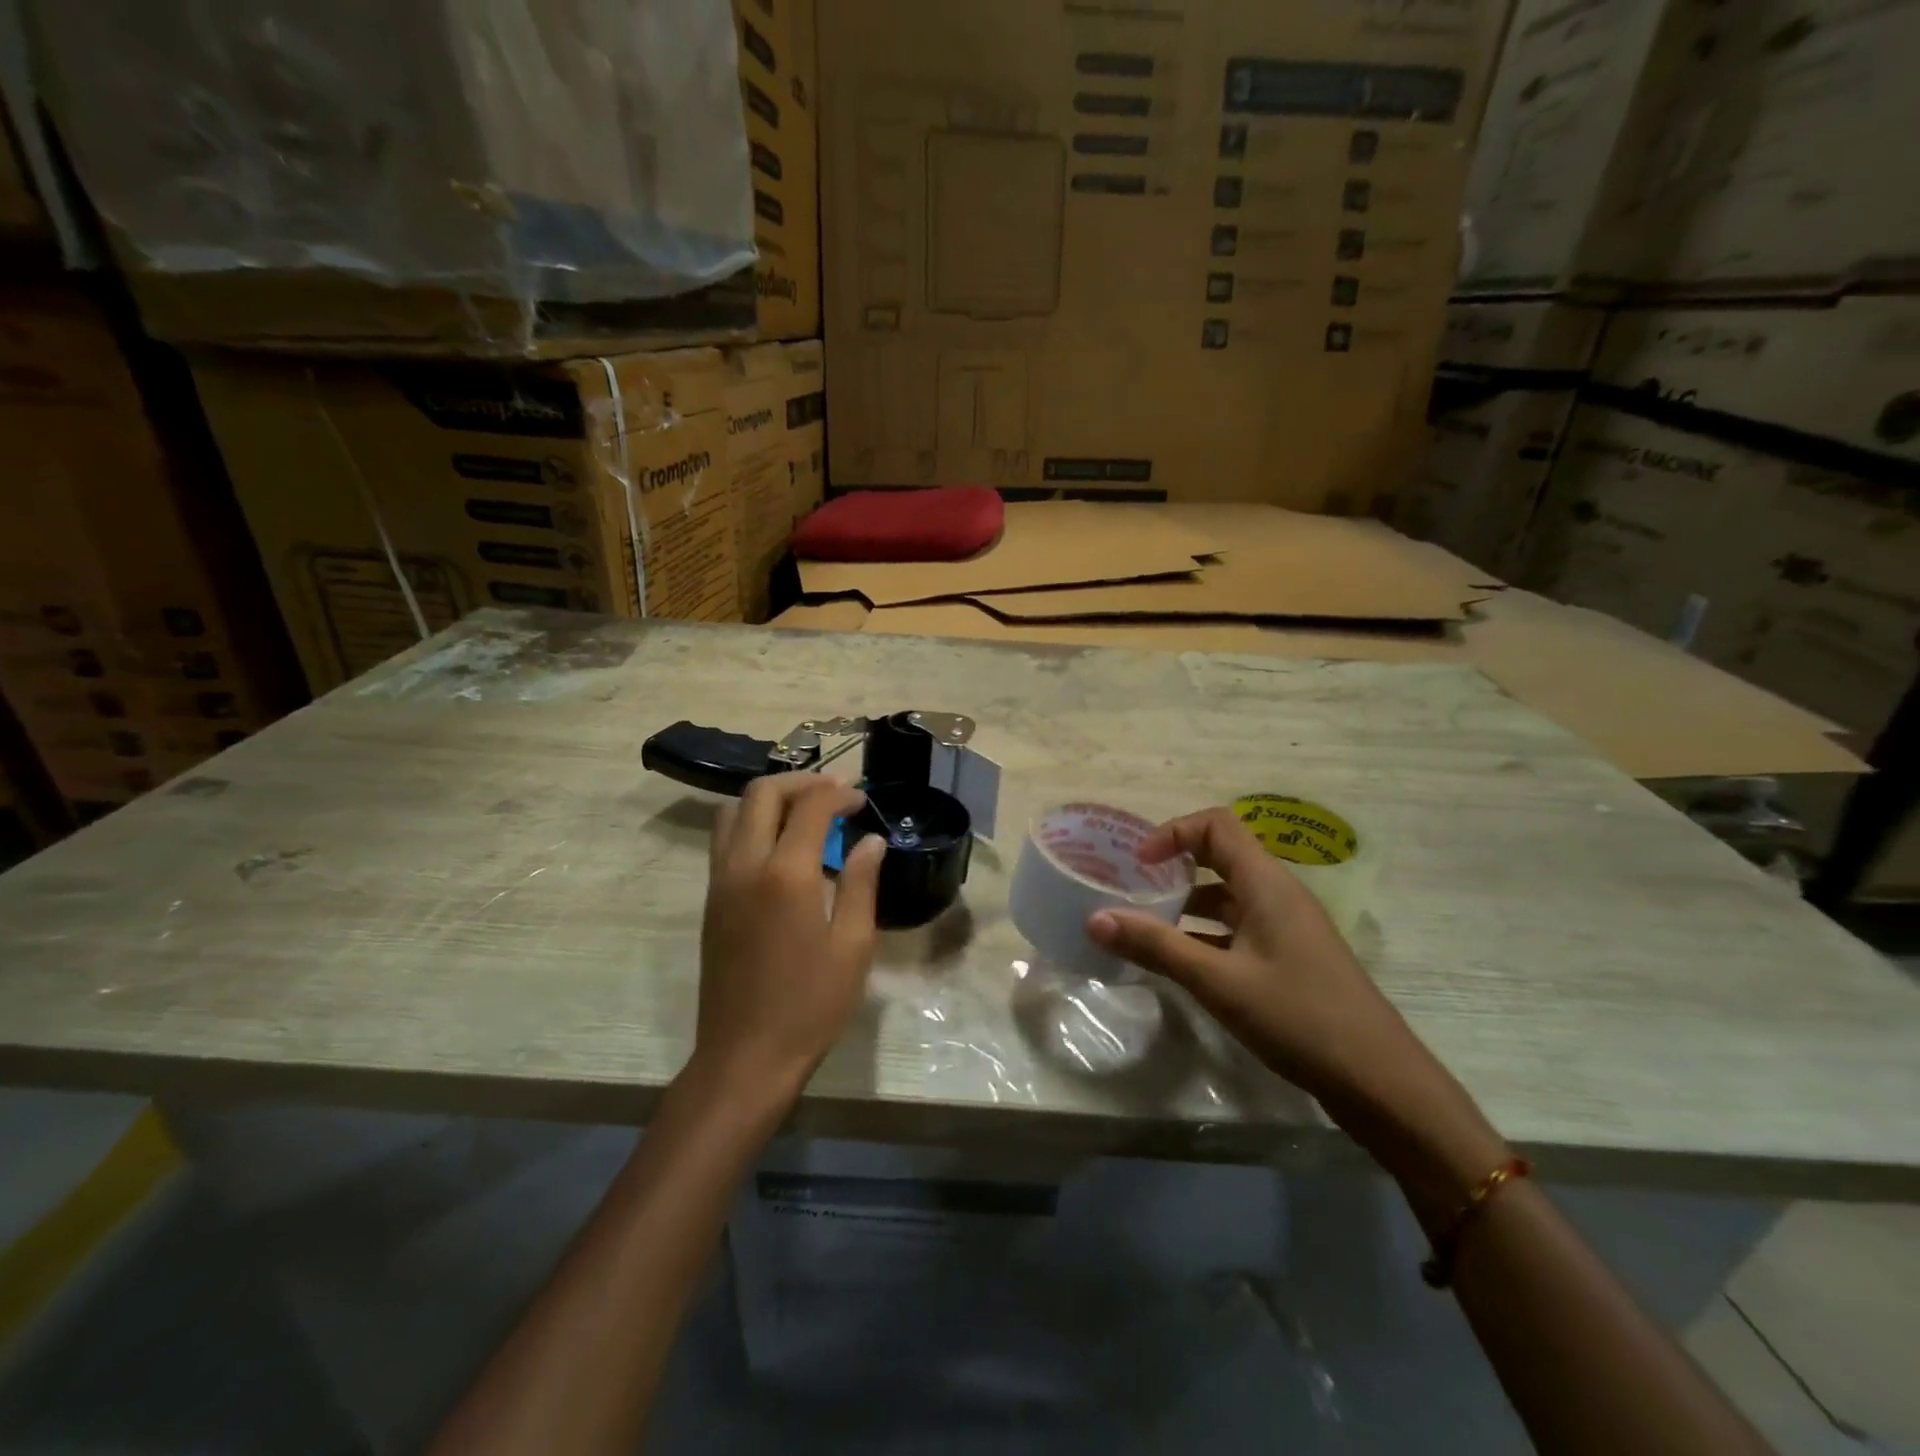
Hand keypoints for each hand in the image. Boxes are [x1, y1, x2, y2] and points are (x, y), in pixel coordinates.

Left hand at [692, 775, 884, 1107]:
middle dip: (800, 782)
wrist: (745, 1056)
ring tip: (805, 812)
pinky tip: (781, 846)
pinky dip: (752, 822)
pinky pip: (725, 839)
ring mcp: (720, 882)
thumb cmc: (810, 1005)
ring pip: (733, 811)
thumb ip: (862, 884)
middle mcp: (745, 865)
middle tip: (834, 793)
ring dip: (770, 799)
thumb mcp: (853, 946)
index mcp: (786, 874)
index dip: (839, 794)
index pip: (811, 806)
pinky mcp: (711, 901)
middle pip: (762, 793)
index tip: (862, 801)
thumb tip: (870, 841)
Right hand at [1087, 807, 1506, 1213]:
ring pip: (1225, 896)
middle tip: (1129, 888)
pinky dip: (1203, 933)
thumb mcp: (1218, 982)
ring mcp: (1285, 926)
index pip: (1216, 825)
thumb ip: (1156, 946)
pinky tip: (1177, 961)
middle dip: (1172, 866)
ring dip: (1184, 903)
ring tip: (1141, 925)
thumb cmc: (1299, 1018)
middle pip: (1218, 855)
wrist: (1380, 1082)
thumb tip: (1094, 919)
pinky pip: (1236, 927)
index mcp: (1266, 883)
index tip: (1137, 864)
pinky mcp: (1287, 957)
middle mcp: (1276, 894)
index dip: (1172, 833)